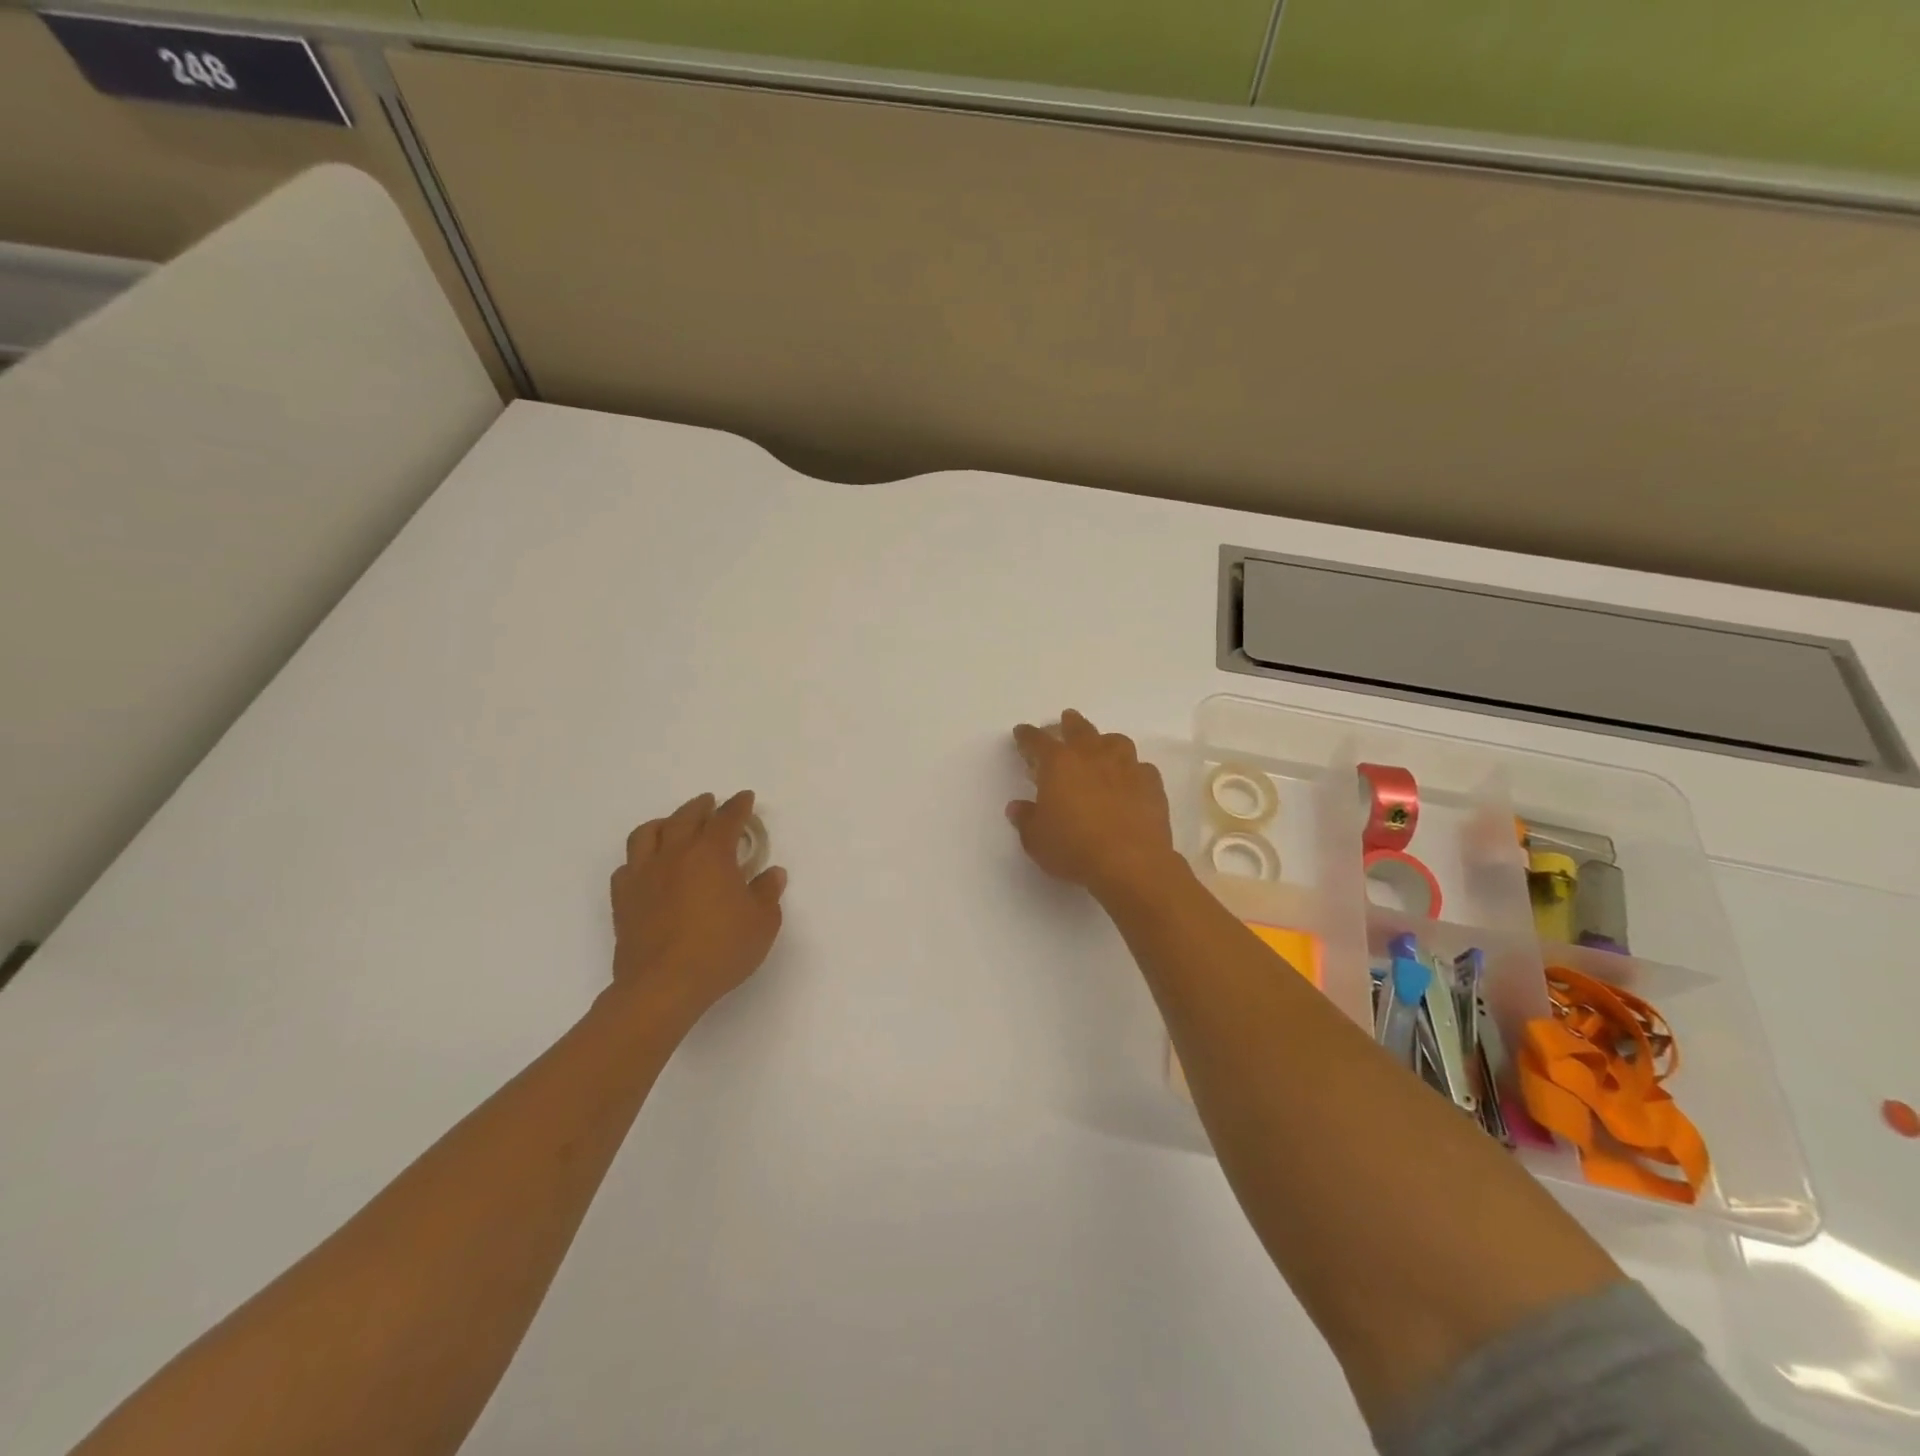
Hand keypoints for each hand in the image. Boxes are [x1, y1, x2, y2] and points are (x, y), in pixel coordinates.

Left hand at [610, 790, 786, 1021]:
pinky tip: (647, 866)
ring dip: (664, 823)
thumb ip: (767, 893)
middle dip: (701, 807)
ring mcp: (644, 874)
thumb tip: (772, 873)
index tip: (745, 798)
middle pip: (685, 817)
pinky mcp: (623, 898)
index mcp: (711, 854)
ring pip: (647, 833)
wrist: (663, 986)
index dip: (739, 806)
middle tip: (711, 804)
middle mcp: (675, 854)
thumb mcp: (762, 923)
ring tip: (672, 825)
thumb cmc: (720, 950)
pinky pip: (627, 866)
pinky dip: (640, 858)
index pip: (727, 819)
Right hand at [1006, 710, 1182, 902]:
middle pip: (1079, 729)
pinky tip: (1129, 780)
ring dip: (1104, 741)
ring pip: (1114, 741)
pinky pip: (1140, 767)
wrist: (1131, 863)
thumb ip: (1026, 819)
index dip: (1027, 736)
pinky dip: (1132, 770)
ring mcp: (1126, 766)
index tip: (1021, 732)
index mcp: (1058, 763)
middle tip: (1065, 720)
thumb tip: (1018, 807)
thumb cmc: (1074, 848)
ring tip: (1101, 747)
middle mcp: (1092, 755)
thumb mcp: (1036, 839)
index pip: (1037, 741)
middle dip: (1068, 723)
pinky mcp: (1151, 783)